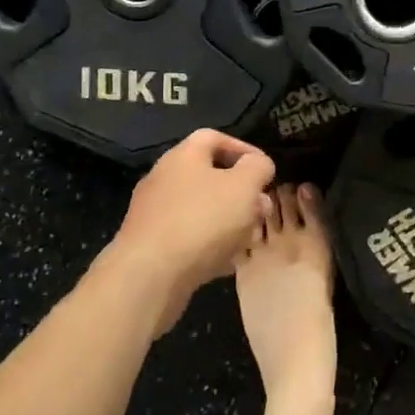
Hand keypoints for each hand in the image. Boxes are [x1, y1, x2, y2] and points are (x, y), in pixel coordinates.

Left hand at [106, 129, 276, 333]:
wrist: (149, 276)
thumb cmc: (202, 220)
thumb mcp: (244, 186)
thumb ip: (258, 168)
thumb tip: (258, 165)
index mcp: (183, 156)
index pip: (214, 138)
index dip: (244, 149)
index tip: (265, 170)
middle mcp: (164, 179)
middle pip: (209, 177)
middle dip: (241, 193)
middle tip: (262, 210)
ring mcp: (154, 214)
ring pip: (201, 210)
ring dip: (229, 221)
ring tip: (250, 238)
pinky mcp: (151, 246)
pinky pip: (188, 238)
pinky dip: (210, 245)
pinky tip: (227, 262)